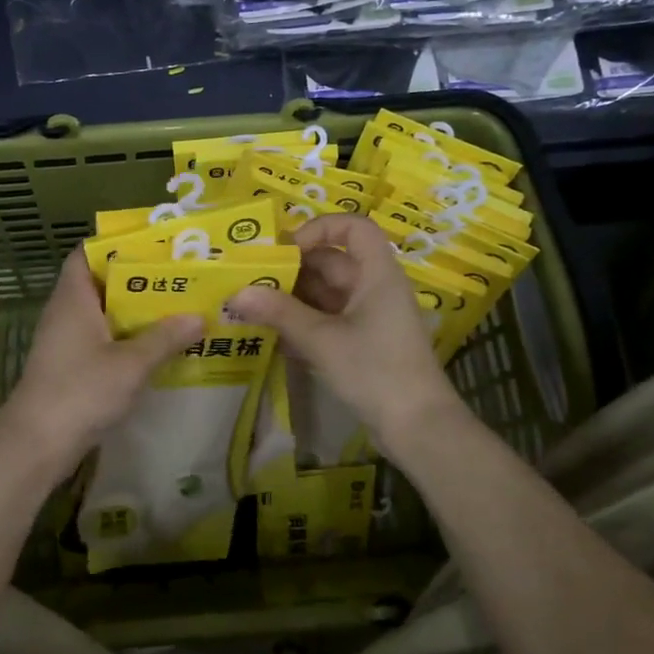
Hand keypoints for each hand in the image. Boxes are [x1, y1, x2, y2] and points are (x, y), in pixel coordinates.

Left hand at [0, 250, 202, 472]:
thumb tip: (199, 317)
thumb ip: (165, 338)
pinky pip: (103, 341)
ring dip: (136, 313)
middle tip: (179, 277)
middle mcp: (66, 313)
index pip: (87, 253)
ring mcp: (66, 341)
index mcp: (74, 298)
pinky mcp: (71, 367)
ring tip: (178, 308)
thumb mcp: (131, 363)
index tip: (154, 245)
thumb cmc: (81, 391)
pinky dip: (128, 339)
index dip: (116, 245)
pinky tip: (158, 347)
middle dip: (139, 280)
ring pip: (105, 315)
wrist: (37, 444)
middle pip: (102, 283)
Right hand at [227, 214, 463, 459]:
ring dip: (293, 297)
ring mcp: (371, 316)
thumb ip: (280, 313)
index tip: (286, 250)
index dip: (319, 228)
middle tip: (252, 280)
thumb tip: (237, 293)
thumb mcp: (323, 340)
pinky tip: (275, 335)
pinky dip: (304, 321)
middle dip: (293, 268)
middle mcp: (375, 287)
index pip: (353, 226)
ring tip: (255, 307)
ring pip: (327, 293)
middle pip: (333, 261)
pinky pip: (329, 319)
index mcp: (377, 273)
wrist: (417, 426)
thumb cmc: (375, 371)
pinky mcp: (364, 342)